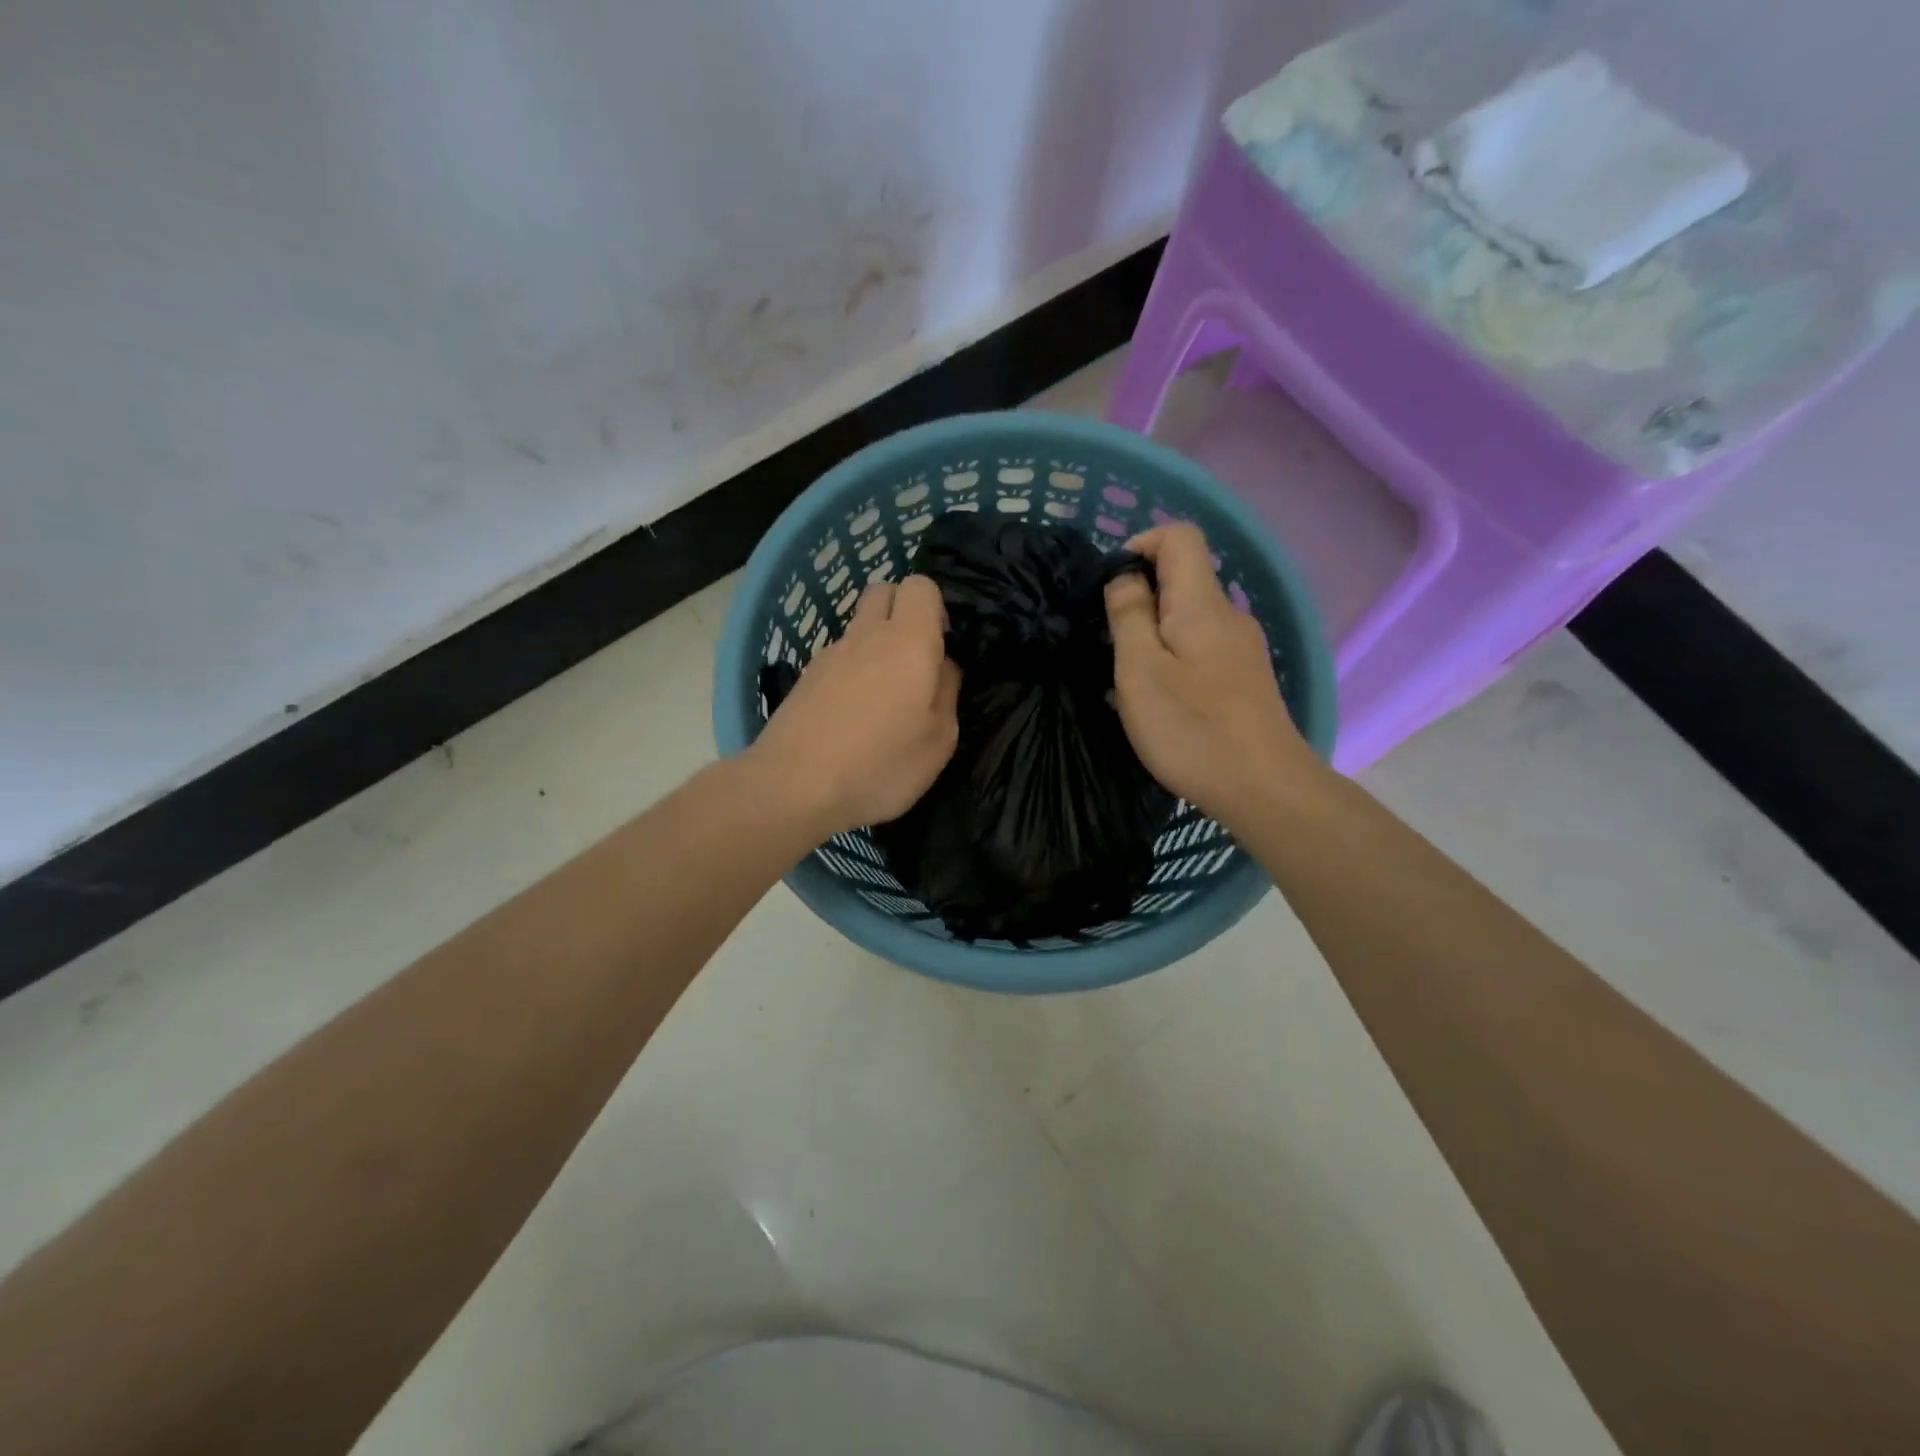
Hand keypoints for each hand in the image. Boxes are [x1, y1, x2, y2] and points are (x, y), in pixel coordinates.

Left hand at [748, 575, 960, 839]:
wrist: (792, 787)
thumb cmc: (879, 766)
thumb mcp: (938, 741)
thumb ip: (947, 693)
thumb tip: (943, 666)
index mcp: (908, 642)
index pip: (921, 586)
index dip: (936, 607)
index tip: (942, 644)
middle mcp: (866, 635)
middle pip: (883, 591)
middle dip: (902, 611)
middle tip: (915, 659)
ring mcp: (829, 654)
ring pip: (858, 626)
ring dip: (875, 644)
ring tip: (884, 696)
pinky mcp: (805, 678)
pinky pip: (838, 657)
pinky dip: (851, 671)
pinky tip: (852, 714)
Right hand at [1105, 523, 1319, 825]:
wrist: (1263, 788)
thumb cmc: (1192, 728)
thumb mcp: (1141, 670)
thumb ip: (1129, 615)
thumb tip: (1126, 576)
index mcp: (1202, 603)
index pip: (1179, 536)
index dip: (1140, 544)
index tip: (1111, 587)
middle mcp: (1228, 615)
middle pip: (1183, 577)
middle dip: (1140, 598)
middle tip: (1110, 643)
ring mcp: (1241, 647)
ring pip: (1189, 617)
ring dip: (1153, 633)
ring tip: (1128, 678)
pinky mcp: (1244, 677)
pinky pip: (1200, 647)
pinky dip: (1172, 657)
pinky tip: (1160, 699)